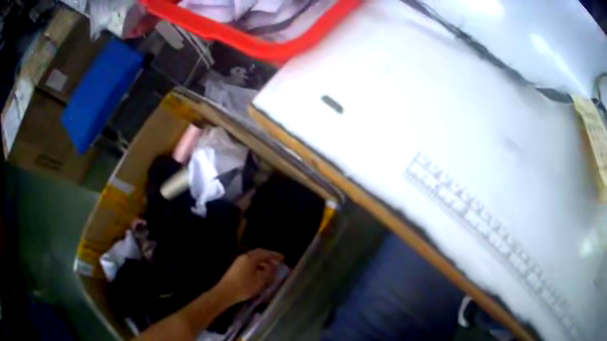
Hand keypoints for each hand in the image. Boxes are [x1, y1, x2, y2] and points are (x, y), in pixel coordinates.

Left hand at [215, 249, 283, 305]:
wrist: (225, 292)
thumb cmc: (244, 287)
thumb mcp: (260, 281)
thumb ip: (269, 272)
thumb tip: (274, 266)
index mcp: (250, 258)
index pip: (265, 252)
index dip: (275, 255)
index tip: (283, 258)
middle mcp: (244, 257)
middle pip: (259, 253)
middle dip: (269, 257)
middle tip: (278, 261)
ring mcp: (239, 261)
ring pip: (254, 258)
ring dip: (263, 261)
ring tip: (271, 268)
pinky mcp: (236, 267)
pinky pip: (250, 262)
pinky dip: (258, 264)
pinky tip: (261, 272)